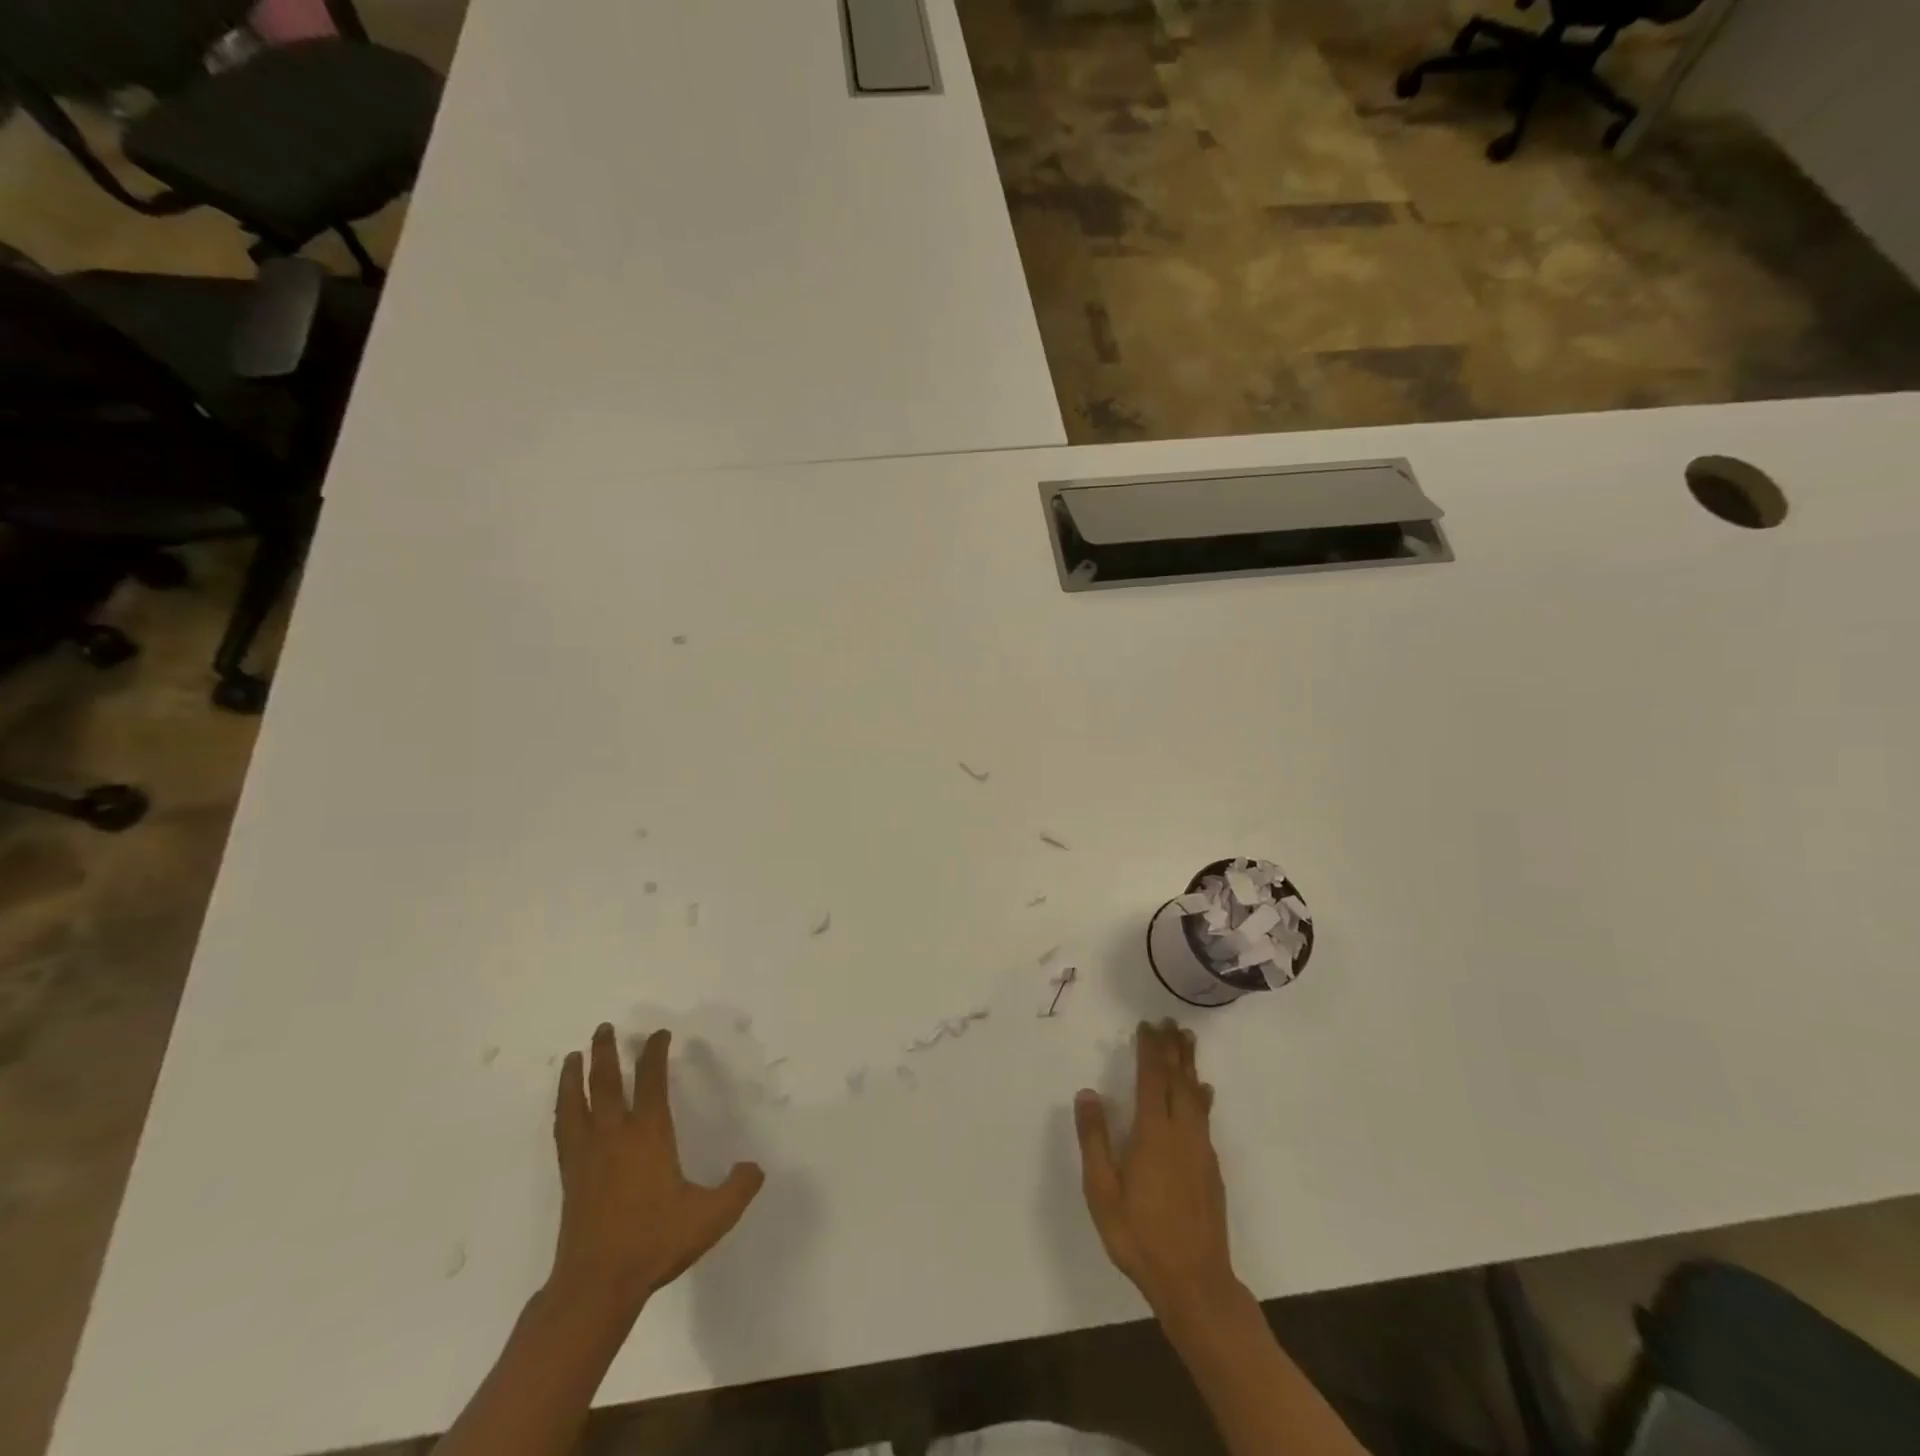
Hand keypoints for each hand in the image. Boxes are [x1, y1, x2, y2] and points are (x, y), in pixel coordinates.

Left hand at [548, 1024, 763, 1318]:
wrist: (597, 1285)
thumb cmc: (655, 1243)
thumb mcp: (710, 1217)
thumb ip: (737, 1188)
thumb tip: (754, 1167)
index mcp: (649, 1135)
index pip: (651, 1081)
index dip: (654, 1053)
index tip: (659, 1035)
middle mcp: (615, 1135)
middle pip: (606, 1083)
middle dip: (607, 1052)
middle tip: (605, 1027)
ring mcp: (588, 1156)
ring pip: (577, 1103)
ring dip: (575, 1076)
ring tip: (573, 1055)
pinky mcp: (571, 1177)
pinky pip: (564, 1131)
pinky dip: (562, 1110)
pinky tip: (563, 1106)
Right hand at [1074, 1019, 1237, 1315]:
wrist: (1195, 1282)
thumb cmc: (1139, 1236)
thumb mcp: (1102, 1191)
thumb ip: (1094, 1139)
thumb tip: (1087, 1093)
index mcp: (1153, 1134)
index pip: (1152, 1079)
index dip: (1150, 1050)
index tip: (1146, 1026)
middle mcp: (1182, 1133)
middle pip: (1179, 1080)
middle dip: (1173, 1049)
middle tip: (1170, 1022)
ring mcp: (1201, 1151)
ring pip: (1195, 1096)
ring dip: (1190, 1066)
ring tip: (1188, 1041)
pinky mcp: (1211, 1168)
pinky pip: (1205, 1117)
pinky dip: (1201, 1096)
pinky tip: (1203, 1093)